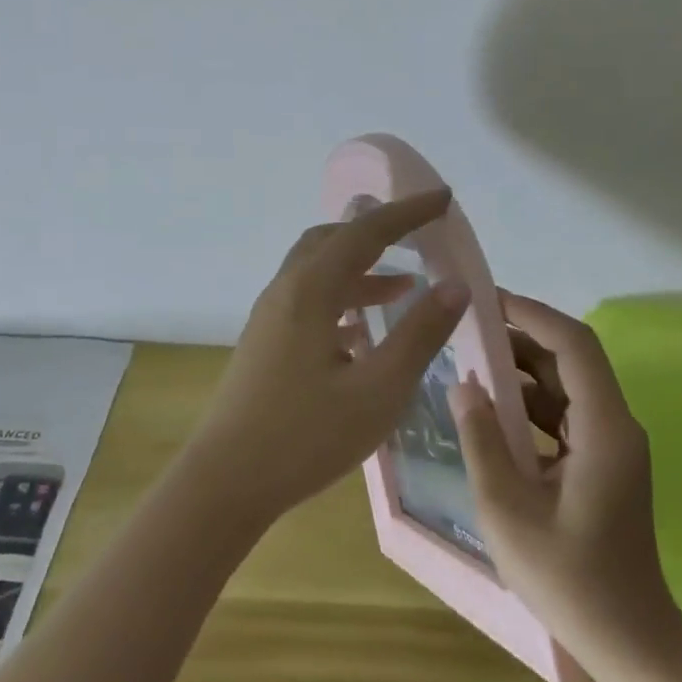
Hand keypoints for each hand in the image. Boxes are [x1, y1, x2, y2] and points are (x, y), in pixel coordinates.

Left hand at [187, 190, 471, 527]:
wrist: (225, 482)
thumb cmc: (306, 436)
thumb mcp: (378, 390)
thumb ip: (420, 334)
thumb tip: (456, 285)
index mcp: (311, 290)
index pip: (366, 232)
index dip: (408, 212)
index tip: (443, 198)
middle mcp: (286, 291)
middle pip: (333, 240)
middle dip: (377, 232)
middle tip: (417, 237)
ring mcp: (270, 317)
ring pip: (318, 271)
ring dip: (361, 268)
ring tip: (404, 286)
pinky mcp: (265, 343)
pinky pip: (309, 300)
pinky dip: (342, 298)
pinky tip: (363, 331)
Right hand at [448, 292, 680, 663]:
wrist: (629, 642)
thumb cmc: (568, 580)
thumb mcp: (508, 510)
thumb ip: (482, 441)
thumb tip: (463, 385)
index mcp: (605, 429)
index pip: (574, 345)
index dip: (533, 315)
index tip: (488, 300)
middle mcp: (616, 426)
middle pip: (571, 360)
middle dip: (522, 338)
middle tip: (469, 327)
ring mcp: (611, 445)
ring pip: (567, 386)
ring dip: (524, 370)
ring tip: (472, 360)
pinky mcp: (602, 464)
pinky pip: (564, 415)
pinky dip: (530, 404)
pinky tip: (492, 410)